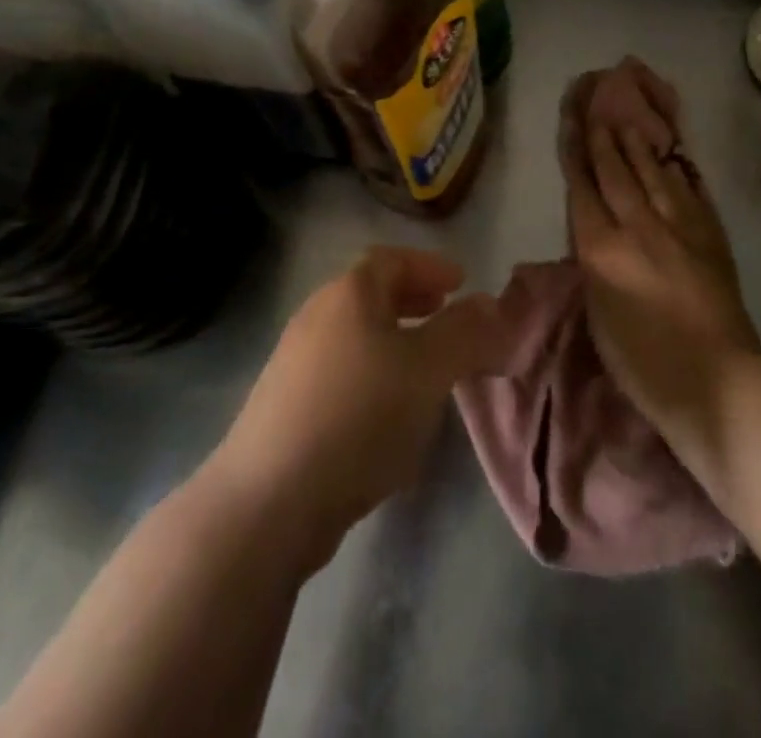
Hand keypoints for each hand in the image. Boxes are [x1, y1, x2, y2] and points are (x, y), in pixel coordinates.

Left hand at [209, 247, 508, 572]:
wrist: (269, 500)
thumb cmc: (359, 415)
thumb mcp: (428, 369)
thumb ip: (466, 333)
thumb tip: (491, 305)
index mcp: (349, 294)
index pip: (392, 259)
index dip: (430, 266)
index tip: (462, 282)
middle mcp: (317, 316)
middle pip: (371, 294)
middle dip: (413, 300)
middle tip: (445, 314)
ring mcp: (295, 362)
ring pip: (357, 335)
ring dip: (395, 340)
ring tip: (427, 367)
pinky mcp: (286, 407)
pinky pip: (342, 372)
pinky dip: (374, 374)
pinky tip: (389, 413)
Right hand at [561, 70, 760, 438]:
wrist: (716, 380)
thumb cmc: (642, 361)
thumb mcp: (597, 314)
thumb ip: (592, 264)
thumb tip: (593, 234)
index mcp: (602, 248)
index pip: (583, 189)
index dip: (576, 154)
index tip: (571, 124)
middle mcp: (638, 226)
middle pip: (617, 173)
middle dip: (605, 140)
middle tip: (598, 109)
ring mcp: (679, 227)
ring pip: (654, 174)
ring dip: (639, 147)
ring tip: (630, 123)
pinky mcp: (711, 235)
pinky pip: (691, 192)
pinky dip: (679, 172)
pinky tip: (674, 159)